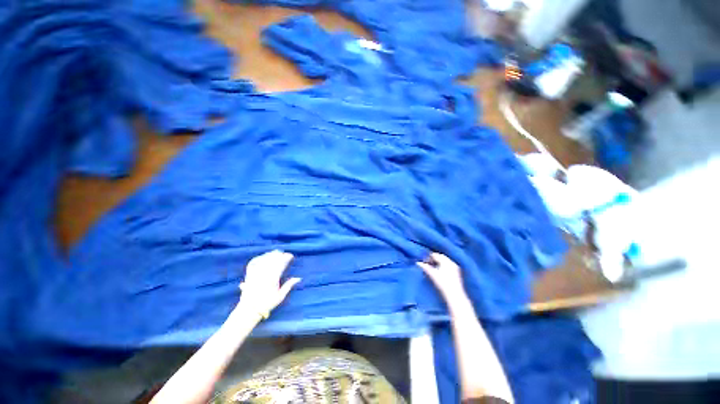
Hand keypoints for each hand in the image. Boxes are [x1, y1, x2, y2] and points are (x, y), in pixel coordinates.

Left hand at [236, 250, 300, 318]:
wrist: (249, 310)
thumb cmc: (266, 304)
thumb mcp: (280, 296)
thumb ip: (289, 286)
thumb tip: (299, 278)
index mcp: (272, 279)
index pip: (280, 264)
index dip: (286, 258)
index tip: (291, 256)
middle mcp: (263, 275)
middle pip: (272, 260)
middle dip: (279, 255)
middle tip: (284, 253)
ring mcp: (255, 274)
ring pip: (263, 260)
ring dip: (270, 255)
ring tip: (275, 252)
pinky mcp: (248, 275)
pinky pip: (253, 263)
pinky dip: (258, 258)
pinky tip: (263, 256)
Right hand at [417, 252, 468, 306]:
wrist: (455, 295)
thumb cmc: (442, 283)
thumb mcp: (432, 274)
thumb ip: (425, 267)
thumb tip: (418, 262)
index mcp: (446, 261)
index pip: (435, 255)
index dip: (429, 257)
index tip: (424, 261)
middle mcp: (451, 262)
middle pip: (441, 257)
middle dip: (434, 259)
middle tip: (428, 263)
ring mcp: (455, 267)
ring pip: (445, 261)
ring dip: (439, 262)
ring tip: (433, 267)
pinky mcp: (457, 272)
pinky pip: (449, 265)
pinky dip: (444, 266)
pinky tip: (440, 271)